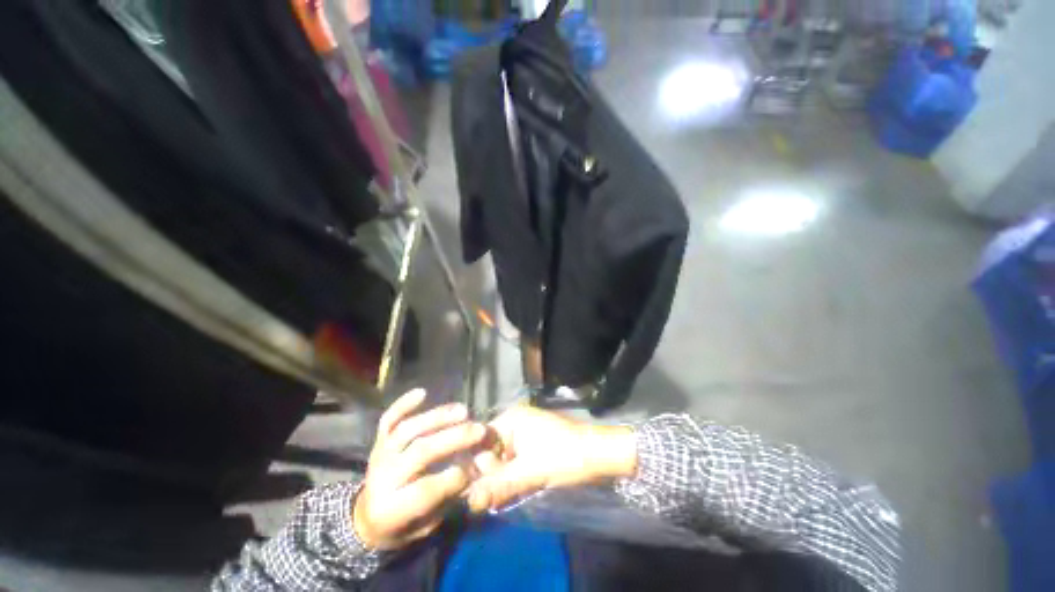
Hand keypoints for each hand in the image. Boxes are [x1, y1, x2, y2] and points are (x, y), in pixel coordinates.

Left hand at [353, 389, 486, 549]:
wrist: (368, 517)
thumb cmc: (404, 524)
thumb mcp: (427, 524)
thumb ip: (447, 498)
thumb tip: (473, 470)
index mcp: (391, 509)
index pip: (423, 491)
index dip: (451, 479)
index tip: (475, 468)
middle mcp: (383, 478)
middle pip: (420, 452)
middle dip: (453, 439)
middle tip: (479, 429)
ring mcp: (380, 454)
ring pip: (409, 430)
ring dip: (438, 417)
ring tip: (464, 411)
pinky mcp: (379, 439)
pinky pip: (389, 418)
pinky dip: (403, 404)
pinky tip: (422, 392)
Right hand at [466, 405, 636, 512]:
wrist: (600, 454)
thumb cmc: (566, 456)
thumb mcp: (531, 472)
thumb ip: (498, 485)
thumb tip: (467, 502)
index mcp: (511, 419)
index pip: (480, 442)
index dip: (475, 466)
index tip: (472, 491)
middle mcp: (514, 423)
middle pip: (490, 451)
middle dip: (489, 475)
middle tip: (490, 498)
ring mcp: (523, 434)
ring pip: (502, 459)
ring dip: (500, 479)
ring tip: (501, 497)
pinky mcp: (532, 446)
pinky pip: (513, 462)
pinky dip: (511, 477)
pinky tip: (512, 491)